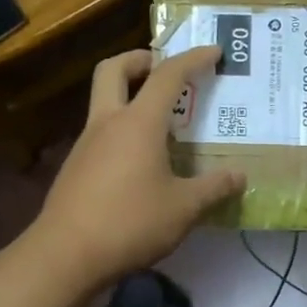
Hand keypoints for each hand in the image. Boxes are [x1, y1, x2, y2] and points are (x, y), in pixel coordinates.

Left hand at [26, 47, 244, 290]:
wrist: (66, 255)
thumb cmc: (130, 223)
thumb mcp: (183, 209)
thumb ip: (214, 189)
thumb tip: (239, 177)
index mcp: (139, 123)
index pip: (168, 75)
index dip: (193, 59)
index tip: (213, 51)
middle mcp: (108, 123)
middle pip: (114, 70)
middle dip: (139, 59)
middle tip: (162, 68)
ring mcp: (86, 144)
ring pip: (103, 100)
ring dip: (128, 96)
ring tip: (159, 121)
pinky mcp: (74, 167)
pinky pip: (99, 133)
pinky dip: (120, 129)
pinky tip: (137, 160)